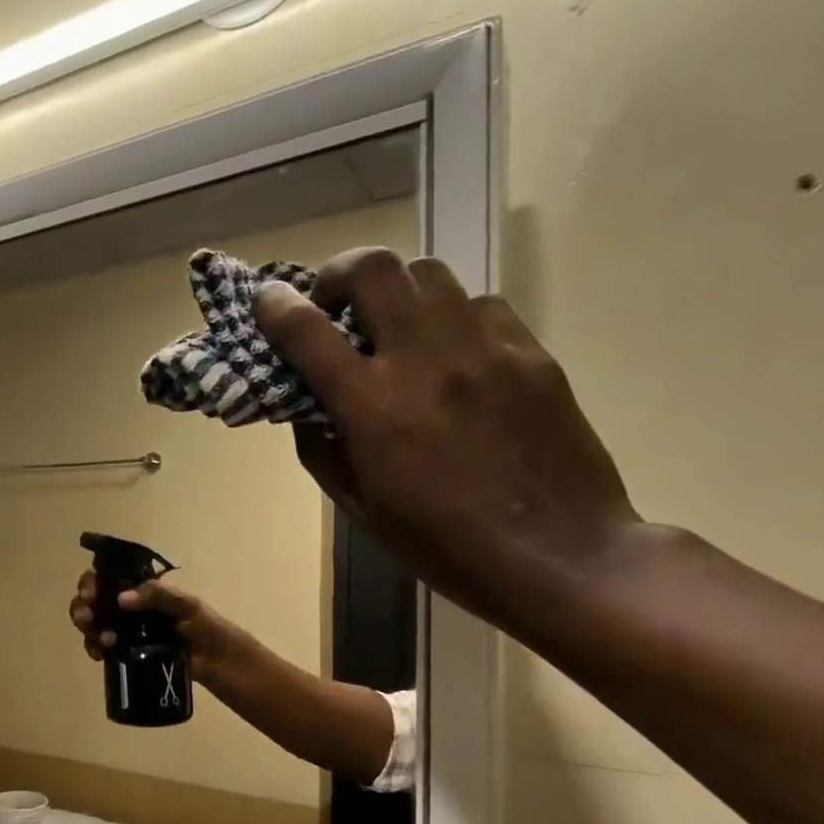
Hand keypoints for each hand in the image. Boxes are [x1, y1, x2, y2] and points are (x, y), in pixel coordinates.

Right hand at [69, 571, 239, 681]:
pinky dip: (95, 648)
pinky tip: (100, 654)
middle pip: (93, 602)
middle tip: (86, 617)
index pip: (107, 579)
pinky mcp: (127, 653)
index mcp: (142, 591)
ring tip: (103, 640)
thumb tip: (121, 598)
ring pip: (94, 625)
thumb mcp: (186, 604)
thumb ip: (157, 595)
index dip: (91, 583)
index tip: (90, 594)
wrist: (219, 661)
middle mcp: (129, 608)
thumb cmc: (206, 626)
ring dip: (89, 629)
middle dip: (82, 607)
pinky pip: (102, 647)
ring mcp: (126, 631)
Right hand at [256, 248, 641, 625]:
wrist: (557, 554)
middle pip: (373, 268)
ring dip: (394, 291)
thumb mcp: (357, 506)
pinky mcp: (530, 352)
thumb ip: (321, 447)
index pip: (306, 331)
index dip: (275, 306)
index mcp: (371, 407)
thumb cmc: (440, 543)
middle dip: (337, 274)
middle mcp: (424, 360)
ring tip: (392, 328)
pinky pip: (478, 306)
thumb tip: (307, 405)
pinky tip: (450, 355)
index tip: (266, 300)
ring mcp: (483, 348)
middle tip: (333, 304)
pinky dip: (447, 317)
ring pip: (428, 274)